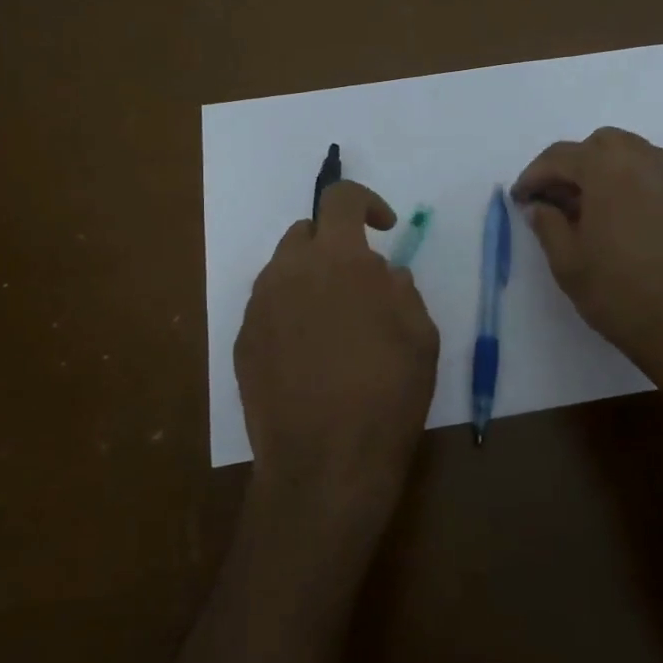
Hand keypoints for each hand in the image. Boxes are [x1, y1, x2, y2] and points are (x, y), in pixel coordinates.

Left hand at [235, 181, 439, 549]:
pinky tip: (309, 355)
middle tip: (359, 281)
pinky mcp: (242, 343)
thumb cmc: (386, 395)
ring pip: (282, 270)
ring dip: (310, 278)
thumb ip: (401, 290)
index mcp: (338, 260)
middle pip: (304, 232)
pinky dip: (290, 312)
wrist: (325, 464)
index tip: (384, 227)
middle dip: (334, 242)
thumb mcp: (420, 336)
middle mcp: (288, 272)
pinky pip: (268, 308)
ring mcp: (258, 308)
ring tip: (334, 321)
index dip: (366, 201)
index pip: (340, 199)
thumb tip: (383, 275)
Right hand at [512, 128, 662, 496]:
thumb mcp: (569, 263)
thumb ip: (548, 225)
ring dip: (600, 172)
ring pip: (628, 155)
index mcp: (607, 167)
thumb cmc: (623, 293)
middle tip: (552, 201)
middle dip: (570, 167)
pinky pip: (650, 173)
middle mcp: (643, 158)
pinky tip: (617, 218)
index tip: (520, 199)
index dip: (533, 176)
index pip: (560, 156)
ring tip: (584, 210)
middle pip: (597, 146)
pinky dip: (627, 182)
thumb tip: (539, 206)